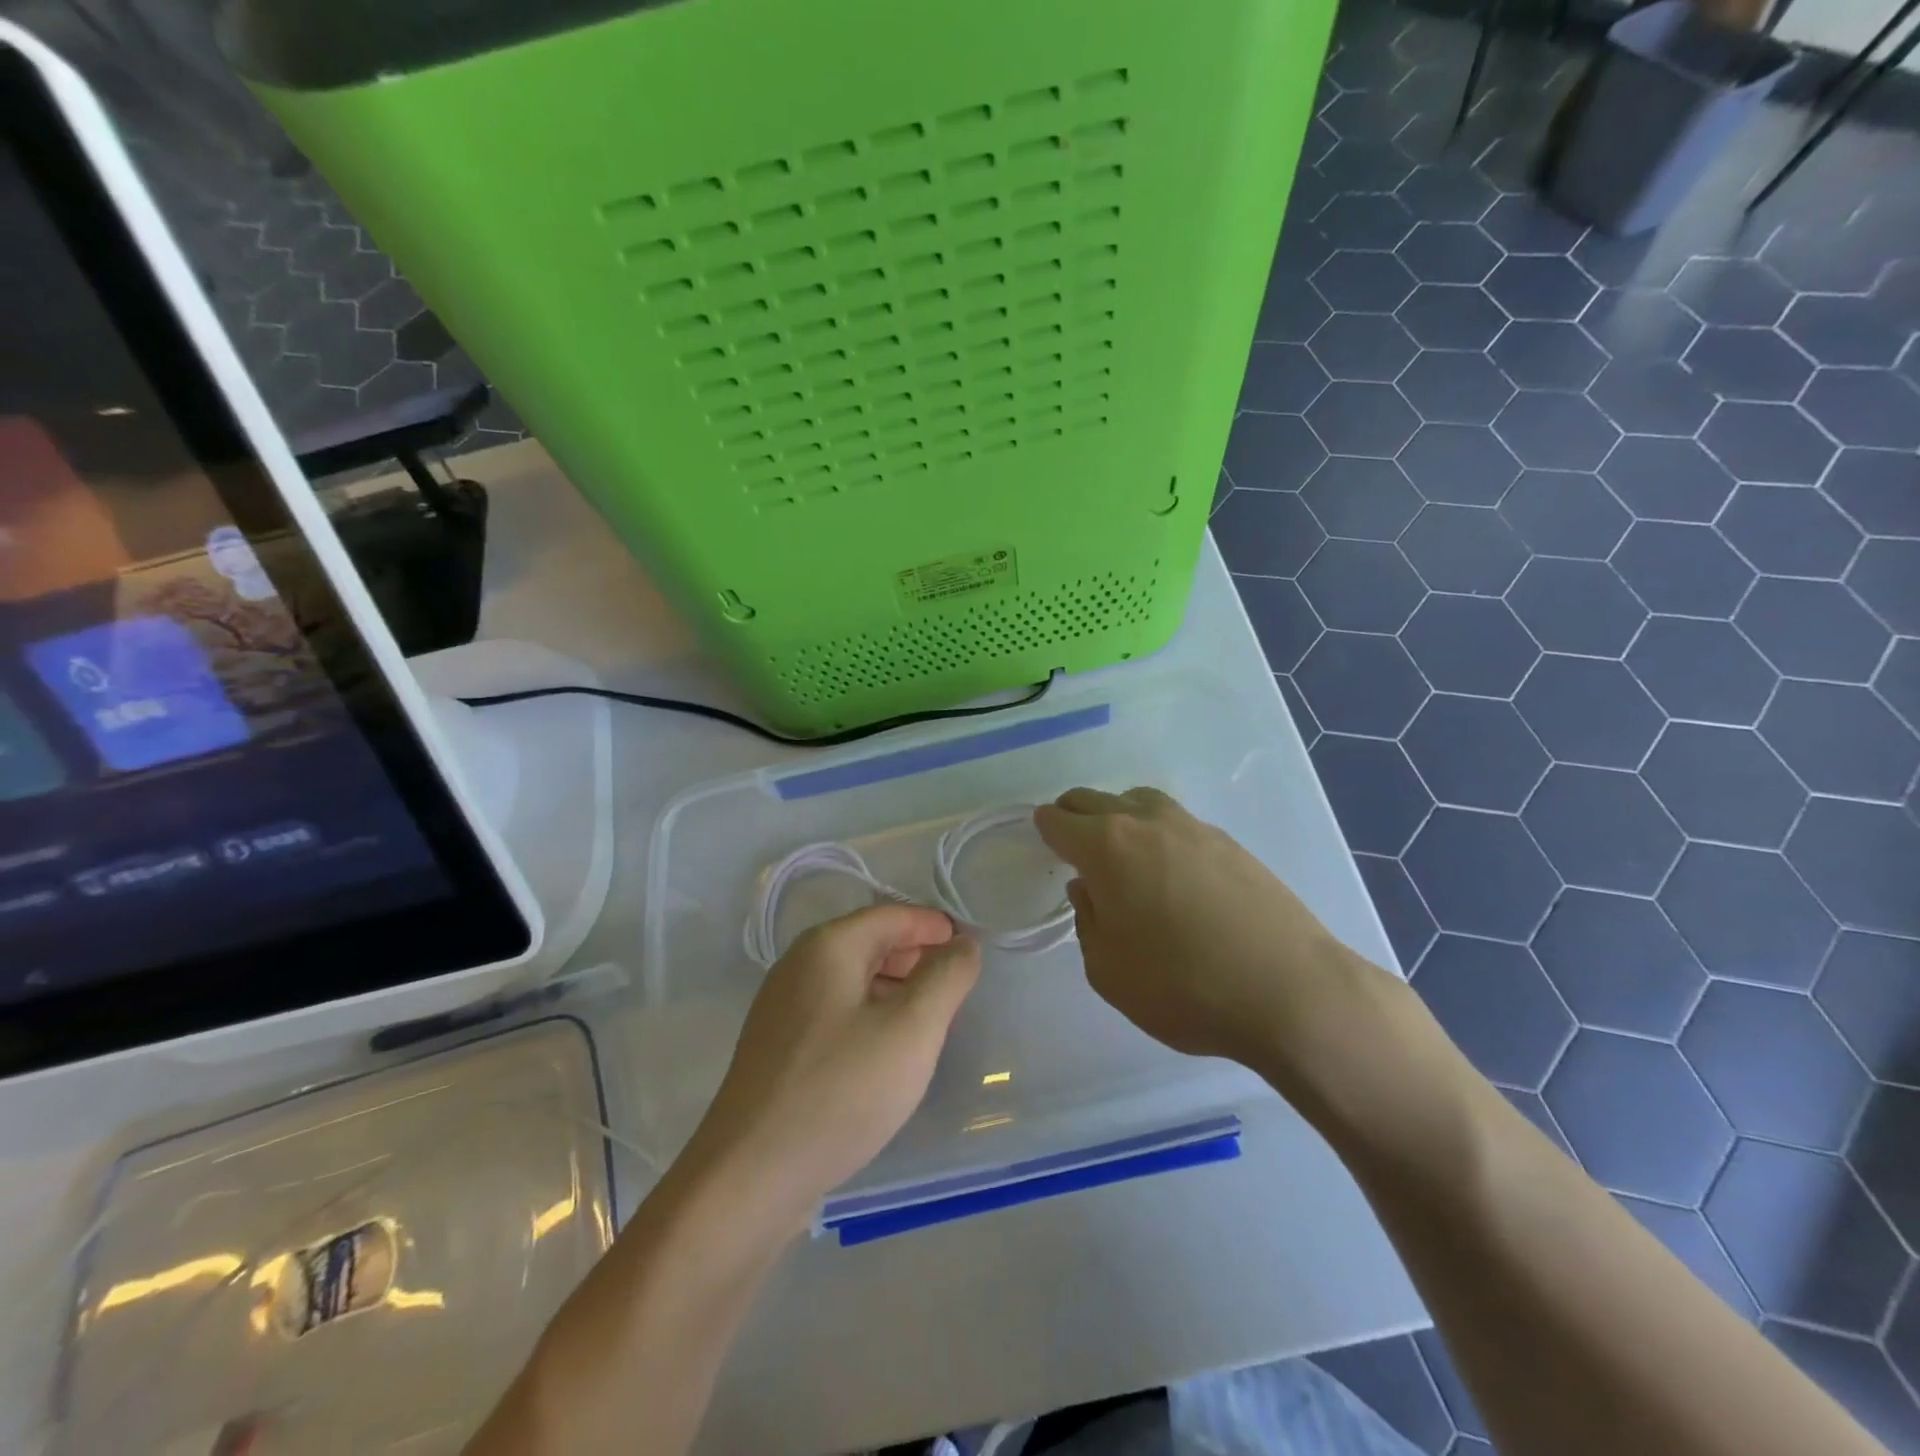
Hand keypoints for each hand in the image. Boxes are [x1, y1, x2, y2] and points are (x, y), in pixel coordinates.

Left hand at [682, 905, 979, 1228]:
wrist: (749, 1177)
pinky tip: (888, 1052)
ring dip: (896, 988)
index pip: (894, 915)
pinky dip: (870, 1016)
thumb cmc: (841, 1090)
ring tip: (932, 1019)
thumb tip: (964, 944)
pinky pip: (836, 1013)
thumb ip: (946, 978)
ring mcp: (783, 1008)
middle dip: (918, 957)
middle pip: (871, 942)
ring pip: (853, 980)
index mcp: (828, 946)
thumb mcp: (911, 1030)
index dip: (936, 927)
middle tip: (958, 986)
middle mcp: (799, 965)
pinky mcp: (778, 1048)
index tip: (972, 950)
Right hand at [1034, 787, 1402, 1098]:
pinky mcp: (1230, 843)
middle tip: (1073, 850)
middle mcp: (1146, 822)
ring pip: (1138, 802)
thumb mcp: (1108, 971)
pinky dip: (1157, 833)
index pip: (1058, 820)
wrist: (1291, 992)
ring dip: (1118, 818)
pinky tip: (1170, 873)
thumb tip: (1090, 889)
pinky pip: (1175, 822)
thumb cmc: (1184, 987)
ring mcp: (1193, 827)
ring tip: (1122, 856)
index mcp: (1107, 846)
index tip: (1043, 847)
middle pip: (1094, 799)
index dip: (1044, 831)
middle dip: (1074, 817)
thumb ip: (1088, 922)